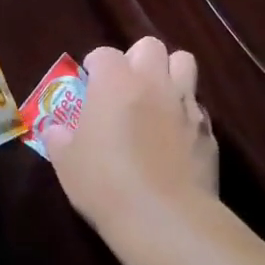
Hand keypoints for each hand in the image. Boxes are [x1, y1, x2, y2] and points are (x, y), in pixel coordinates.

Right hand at [44, 36, 216, 228]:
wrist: (164, 218)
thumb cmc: (105, 184)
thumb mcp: (67, 163)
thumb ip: (59, 138)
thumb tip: (55, 129)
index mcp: (115, 83)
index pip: (104, 53)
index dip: (95, 65)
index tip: (89, 83)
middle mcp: (153, 83)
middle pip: (151, 46)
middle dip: (137, 59)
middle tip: (125, 86)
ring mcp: (186, 104)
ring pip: (185, 63)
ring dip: (169, 73)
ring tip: (156, 99)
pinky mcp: (208, 131)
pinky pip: (197, 106)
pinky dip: (185, 112)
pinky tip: (174, 137)